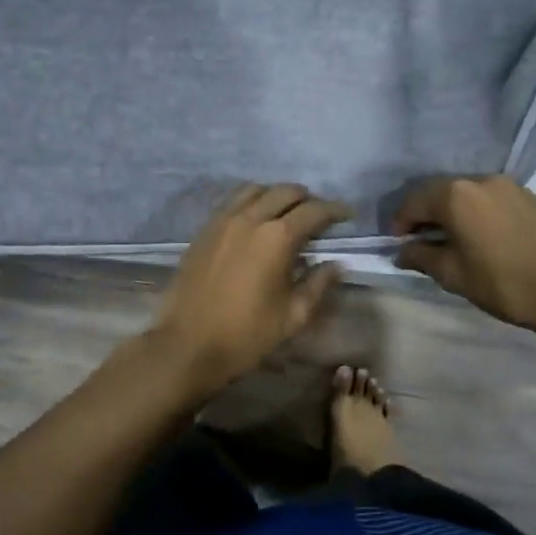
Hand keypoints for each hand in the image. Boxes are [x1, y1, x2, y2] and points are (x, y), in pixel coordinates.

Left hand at [152, 184, 350, 392]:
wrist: (187, 344)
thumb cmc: (246, 334)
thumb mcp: (293, 315)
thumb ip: (319, 284)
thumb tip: (337, 265)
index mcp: (277, 237)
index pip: (314, 211)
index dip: (335, 210)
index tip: (348, 214)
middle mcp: (250, 218)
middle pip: (285, 192)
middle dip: (308, 199)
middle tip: (319, 216)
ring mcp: (223, 220)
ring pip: (256, 190)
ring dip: (277, 195)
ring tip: (287, 213)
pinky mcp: (204, 229)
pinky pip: (232, 202)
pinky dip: (251, 201)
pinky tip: (256, 220)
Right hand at [391, 174, 535, 332]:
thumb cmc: (504, 284)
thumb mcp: (454, 275)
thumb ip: (422, 257)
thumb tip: (402, 251)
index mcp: (456, 196)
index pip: (414, 201)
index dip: (401, 222)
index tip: (398, 244)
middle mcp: (482, 180)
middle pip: (442, 192)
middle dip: (426, 213)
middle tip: (421, 240)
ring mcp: (512, 186)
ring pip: (471, 194)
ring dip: (456, 211)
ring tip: (455, 238)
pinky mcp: (534, 197)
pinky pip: (496, 200)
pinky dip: (482, 213)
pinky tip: (488, 237)